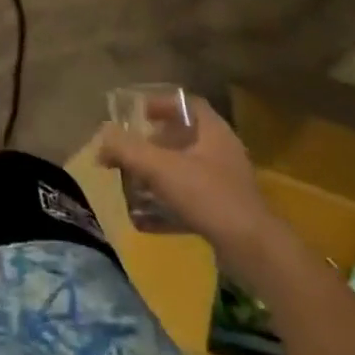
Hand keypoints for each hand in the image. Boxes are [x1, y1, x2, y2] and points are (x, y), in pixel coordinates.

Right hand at [95, 98, 287, 286]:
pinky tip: (147, 219)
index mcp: (214, 132)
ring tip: (134, 181)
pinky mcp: (227, 212)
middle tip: (131, 149)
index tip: (138, 114)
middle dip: (154, 142)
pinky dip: (169, 203)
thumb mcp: (159, 167)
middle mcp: (223, 152)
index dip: (161, 104)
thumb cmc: (208, 196)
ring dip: (160, 173)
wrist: (254, 251)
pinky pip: (192, 199)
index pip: (188, 104)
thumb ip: (126, 149)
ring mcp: (227, 184)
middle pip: (185, 137)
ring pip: (187, 169)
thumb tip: (101, 137)